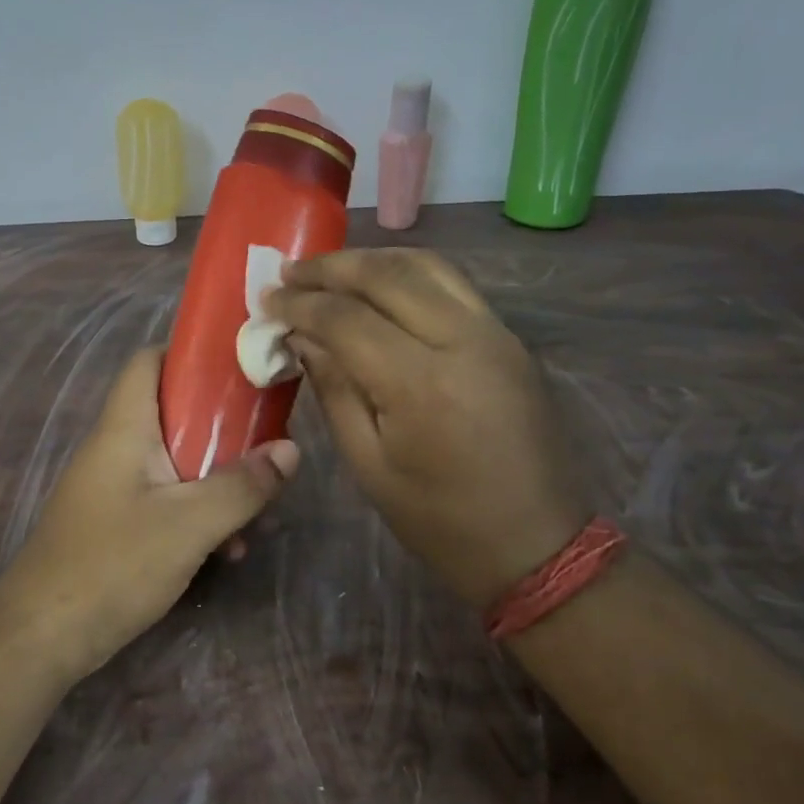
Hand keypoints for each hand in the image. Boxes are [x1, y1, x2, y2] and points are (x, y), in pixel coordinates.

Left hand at [0, 347, 298, 680]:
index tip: (241, 368)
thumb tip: (290, 449)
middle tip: (266, 446)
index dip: (192, 355)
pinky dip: (196, 513)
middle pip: (172, 414)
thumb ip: (241, 486)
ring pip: (174, 463)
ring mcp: (112, 489)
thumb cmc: (112, 565)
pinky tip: (226, 550)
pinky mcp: (115, 524)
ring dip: (216, 482)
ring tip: (256, 514)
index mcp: (124, 429)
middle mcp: (115, 449)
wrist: (41, 638)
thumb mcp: (189, 525)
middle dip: (223, 430)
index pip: (149, 361)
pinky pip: (164, 500)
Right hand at [270, 249, 584, 609]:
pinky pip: (452, 283)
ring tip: (328, 270)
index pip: (346, 318)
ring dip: (370, 260)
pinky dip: (407, 272)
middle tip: (289, 273)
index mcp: (421, 384)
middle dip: (330, 268)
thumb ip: (334, 390)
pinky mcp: (509, 337)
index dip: (300, 304)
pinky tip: (378, 284)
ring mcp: (494, 333)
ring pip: (425, 266)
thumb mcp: (369, 464)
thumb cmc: (440, 519)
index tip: (267, 300)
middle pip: (386, 275)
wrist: (537, 543)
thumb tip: (302, 338)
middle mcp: (462, 341)